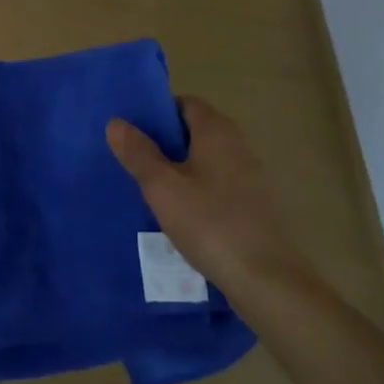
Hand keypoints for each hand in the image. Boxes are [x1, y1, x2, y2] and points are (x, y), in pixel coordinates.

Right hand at [107, 96, 310, 304]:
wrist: (266, 280)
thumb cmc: (210, 223)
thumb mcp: (162, 187)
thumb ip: (138, 153)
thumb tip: (116, 122)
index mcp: (217, 131)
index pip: (185, 103)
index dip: (159, 113)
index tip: (133, 132)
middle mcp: (237, 145)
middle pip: (195, 131)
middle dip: (166, 143)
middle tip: (135, 161)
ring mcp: (250, 176)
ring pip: (206, 160)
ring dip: (181, 169)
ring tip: (151, 190)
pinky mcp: (254, 205)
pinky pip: (218, 185)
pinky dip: (198, 191)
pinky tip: (181, 216)